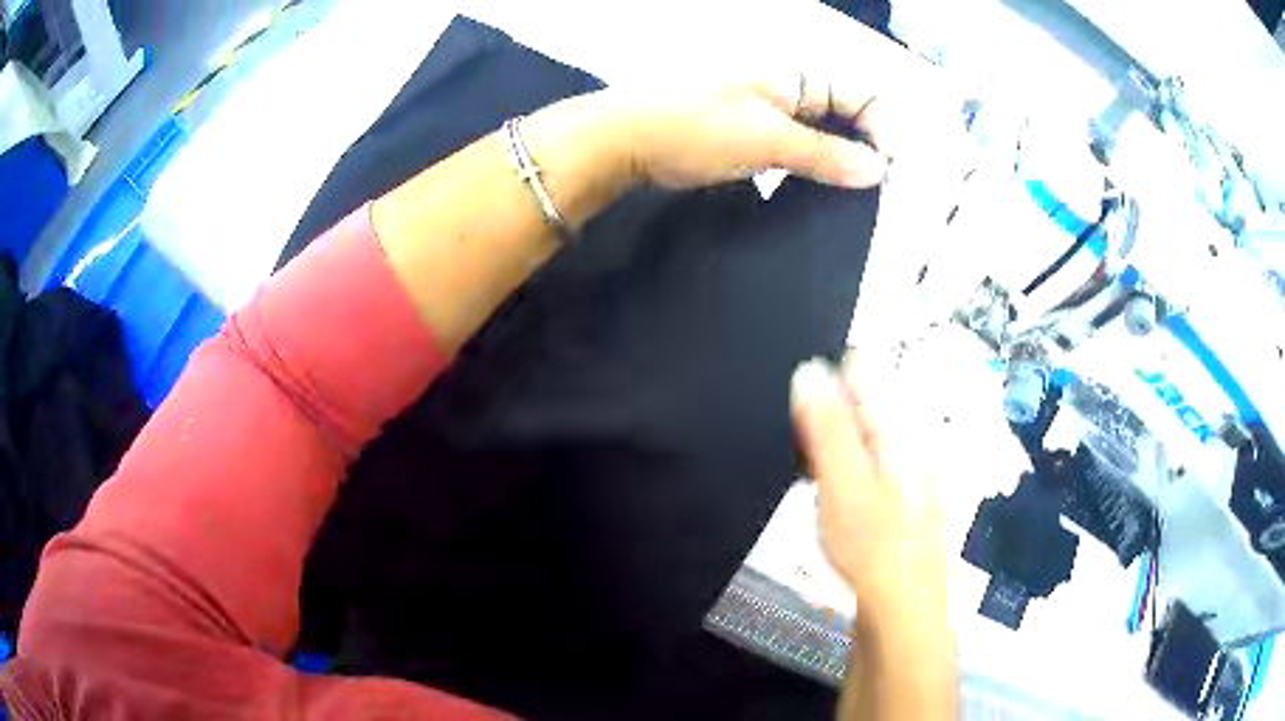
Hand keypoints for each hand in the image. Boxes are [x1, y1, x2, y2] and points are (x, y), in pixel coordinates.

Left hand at [613, 80, 887, 189]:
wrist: (624, 140)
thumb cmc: (694, 127)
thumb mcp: (766, 139)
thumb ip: (825, 154)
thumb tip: (878, 170)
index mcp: (797, 77)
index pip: (863, 96)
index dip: (884, 131)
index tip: (888, 175)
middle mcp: (790, 90)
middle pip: (848, 117)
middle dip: (868, 151)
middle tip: (877, 195)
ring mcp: (770, 113)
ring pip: (825, 137)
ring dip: (842, 165)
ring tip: (853, 201)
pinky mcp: (752, 137)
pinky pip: (798, 151)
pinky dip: (814, 171)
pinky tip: (819, 195)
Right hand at [789, 355, 948, 631]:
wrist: (903, 611)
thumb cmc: (872, 548)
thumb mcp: (843, 484)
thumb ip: (827, 427)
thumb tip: (808, 369)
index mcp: (903, 431)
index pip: (866, 372)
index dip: (828, 380)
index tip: (803, 411)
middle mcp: (913, 443)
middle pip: (868, 403)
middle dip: (831, 415)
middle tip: (808, 456)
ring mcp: (912, 472)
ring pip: (867, 436)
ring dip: (836, 446)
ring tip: (816, 477)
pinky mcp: (903, 499)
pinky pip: (870, 465)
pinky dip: (846, 471)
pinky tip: (836, 497)